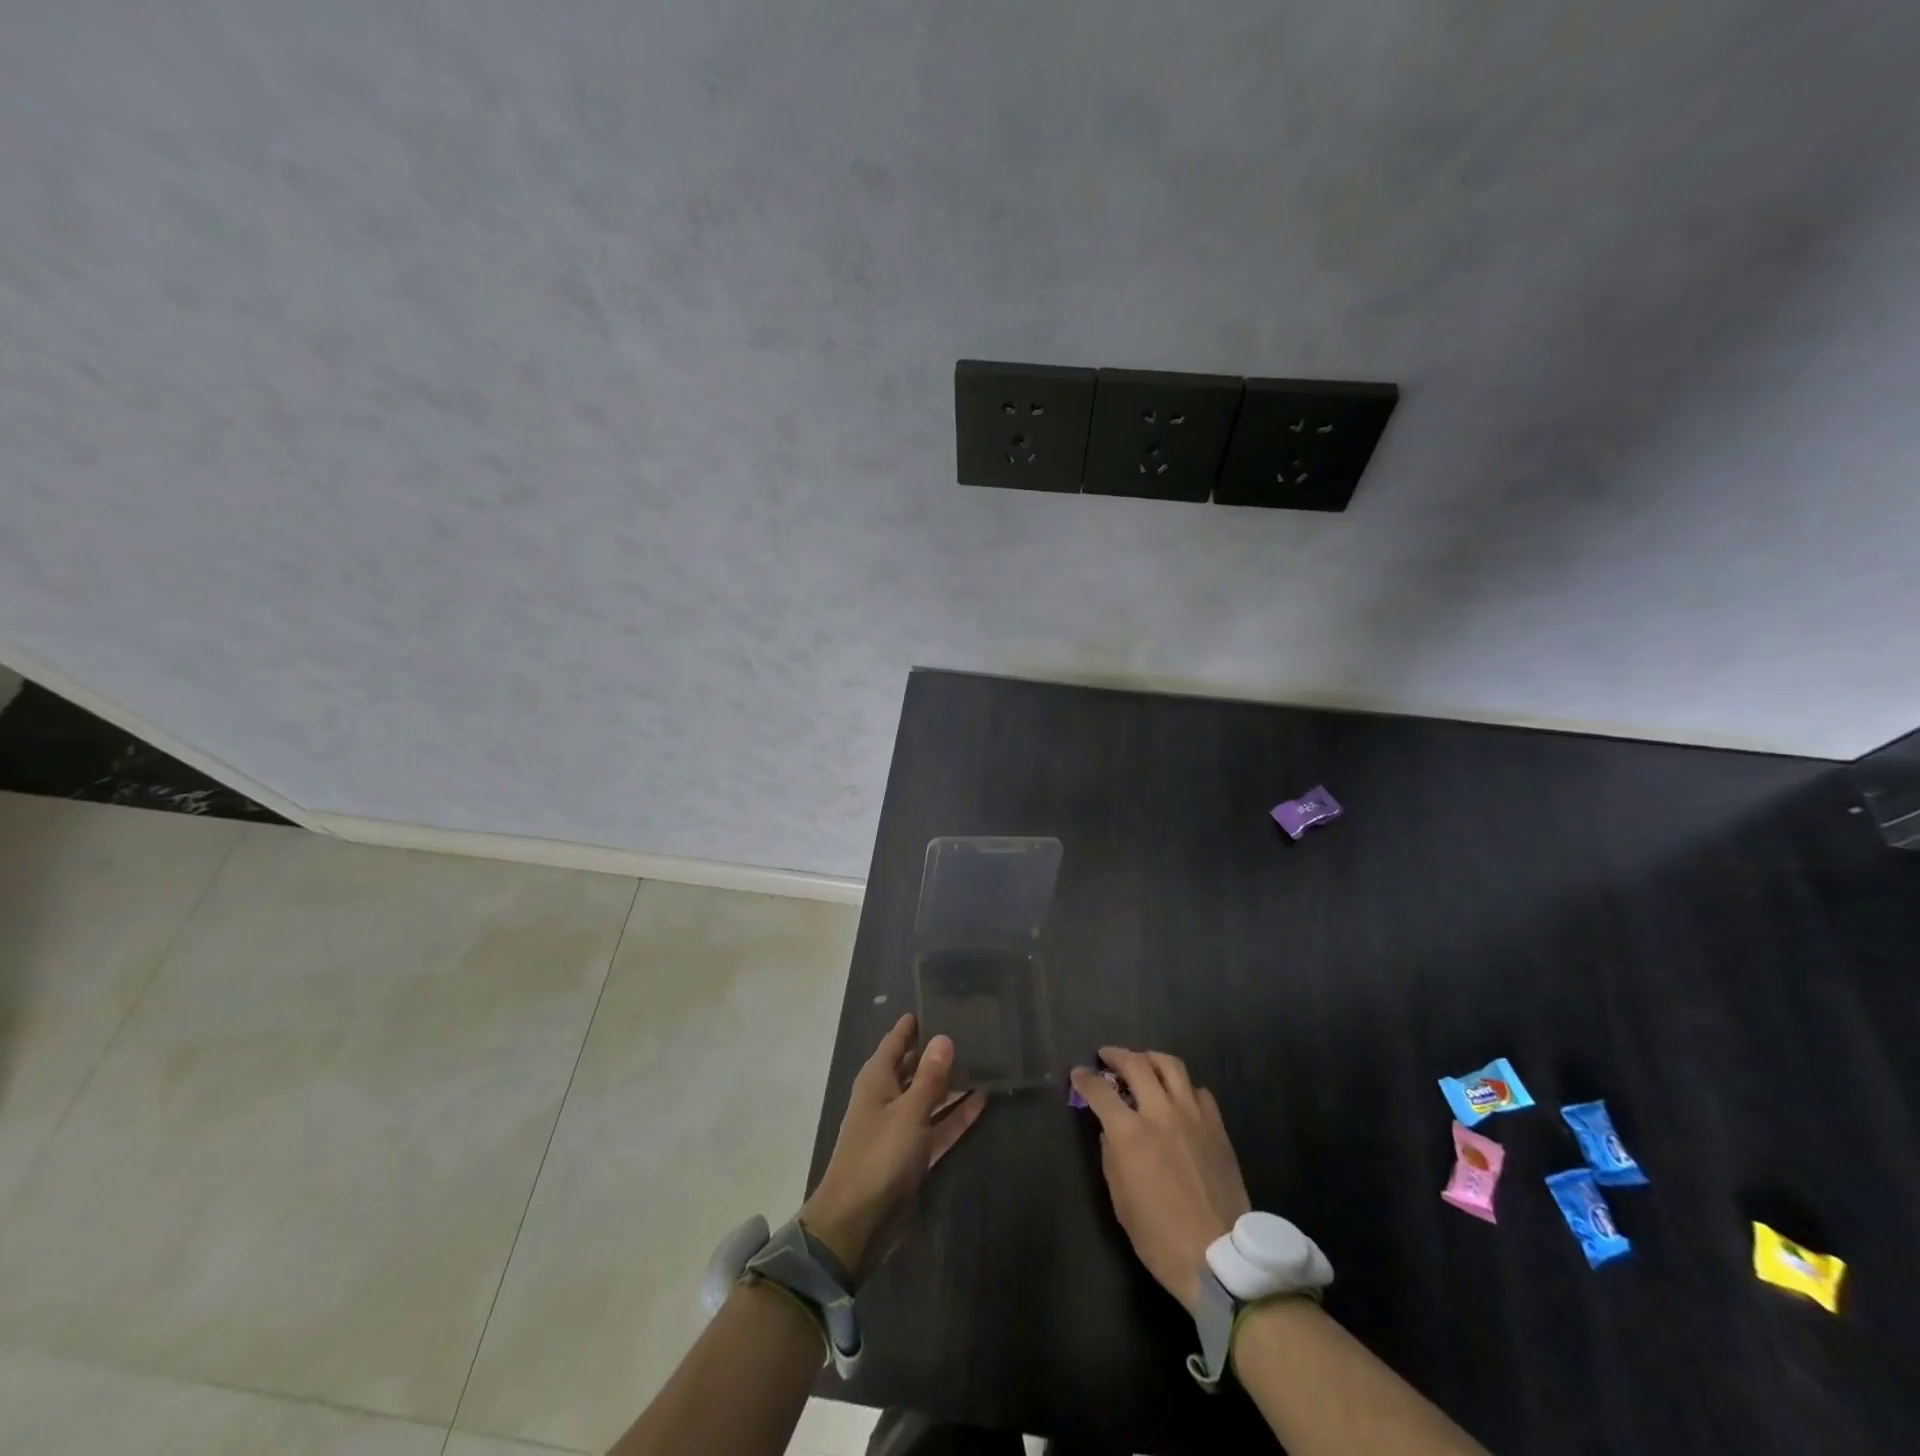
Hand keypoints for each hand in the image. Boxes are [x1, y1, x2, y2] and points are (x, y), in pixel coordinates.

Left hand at [800, 1014, 986, 1280]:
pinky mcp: (912, 1155)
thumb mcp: (909, 1112)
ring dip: (952, 1084)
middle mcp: (887, 1098)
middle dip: (938, 1052)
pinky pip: (938, 1125)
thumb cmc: (879, 1157)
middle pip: (914, 1067)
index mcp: (877, 1080)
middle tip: (972, 1031)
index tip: (937, 1005)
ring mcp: (900, 1127)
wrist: (858, 1223)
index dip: (913, 1025)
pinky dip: (956, 1115)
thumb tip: (944, 1037)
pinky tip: (982, 1101)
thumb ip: (930, 1077)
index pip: (896, 1041)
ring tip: (984, 1062)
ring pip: (929, 1097)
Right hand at [1071, 1047, 1250, 1313]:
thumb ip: (1111, 1157)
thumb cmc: (1160, 1237)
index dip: (1085, 1079)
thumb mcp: (1121, 1201)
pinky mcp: (1216, 1126)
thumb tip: (1110, 1132)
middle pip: (1136, 1064)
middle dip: (1116, 1055)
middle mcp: (1160, 1113)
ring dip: (1150, 1058)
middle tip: (1107, 1057)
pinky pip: (1198, 1091)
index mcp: (1130, 1134)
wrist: (1220, 1258)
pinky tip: (1178, 1097)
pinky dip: (1183, 1087)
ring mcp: (1192, 1116)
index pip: (1100, 1091)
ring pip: (1171, 1066)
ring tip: (1142, 1063)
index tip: (1078, 1074)